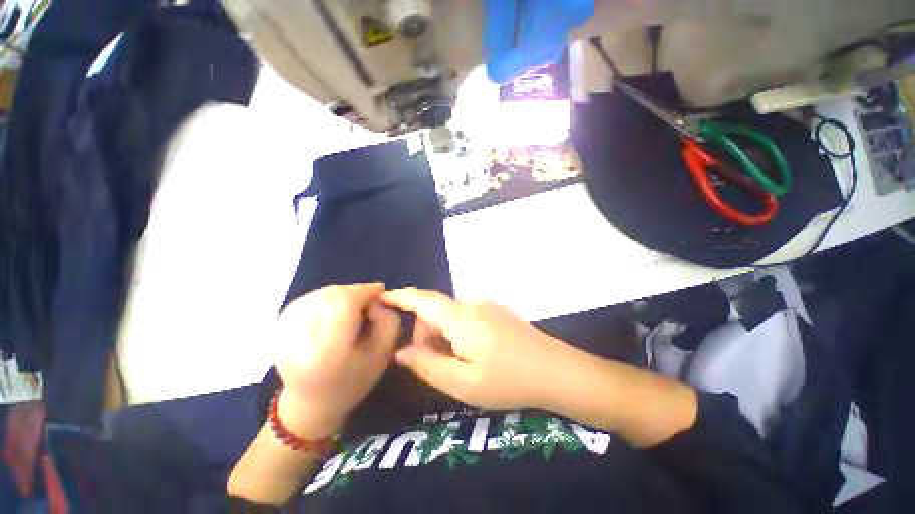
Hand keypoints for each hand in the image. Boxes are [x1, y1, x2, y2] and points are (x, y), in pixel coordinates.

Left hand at [274, 283, 399, 438]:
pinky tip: (334, 308)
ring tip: (353, 306)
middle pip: (332, 296)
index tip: (380, 290)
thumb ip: (389, 321)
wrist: (311, 403)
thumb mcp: (384, 354)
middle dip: (355, 292)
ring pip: (320, 294)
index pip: (345, 304)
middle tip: (368, 301)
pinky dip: (326, 297)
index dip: (365, 291)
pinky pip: (308, 298)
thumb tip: (376, 299)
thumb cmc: (354, 380)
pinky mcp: (278, 326)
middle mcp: (300, 340)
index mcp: (328, 352)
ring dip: (341, 294)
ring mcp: (284, 332)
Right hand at [380, 288, 567, 409]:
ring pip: (451, 313)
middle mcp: (472, 304)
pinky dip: (457, 330)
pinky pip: (466, 315)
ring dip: (442, 333)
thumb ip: (428, 365)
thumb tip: (402, 352)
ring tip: (454, 362)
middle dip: (425, 332)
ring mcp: (487, 305)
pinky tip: (472, 352)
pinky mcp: (497, 310)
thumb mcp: (462, 383)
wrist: (554, 369)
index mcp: (460, 318)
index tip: (383, 297)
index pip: (423, 300)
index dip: (401, 297)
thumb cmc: (507, 380)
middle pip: (436, 310)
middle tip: (430, 362)